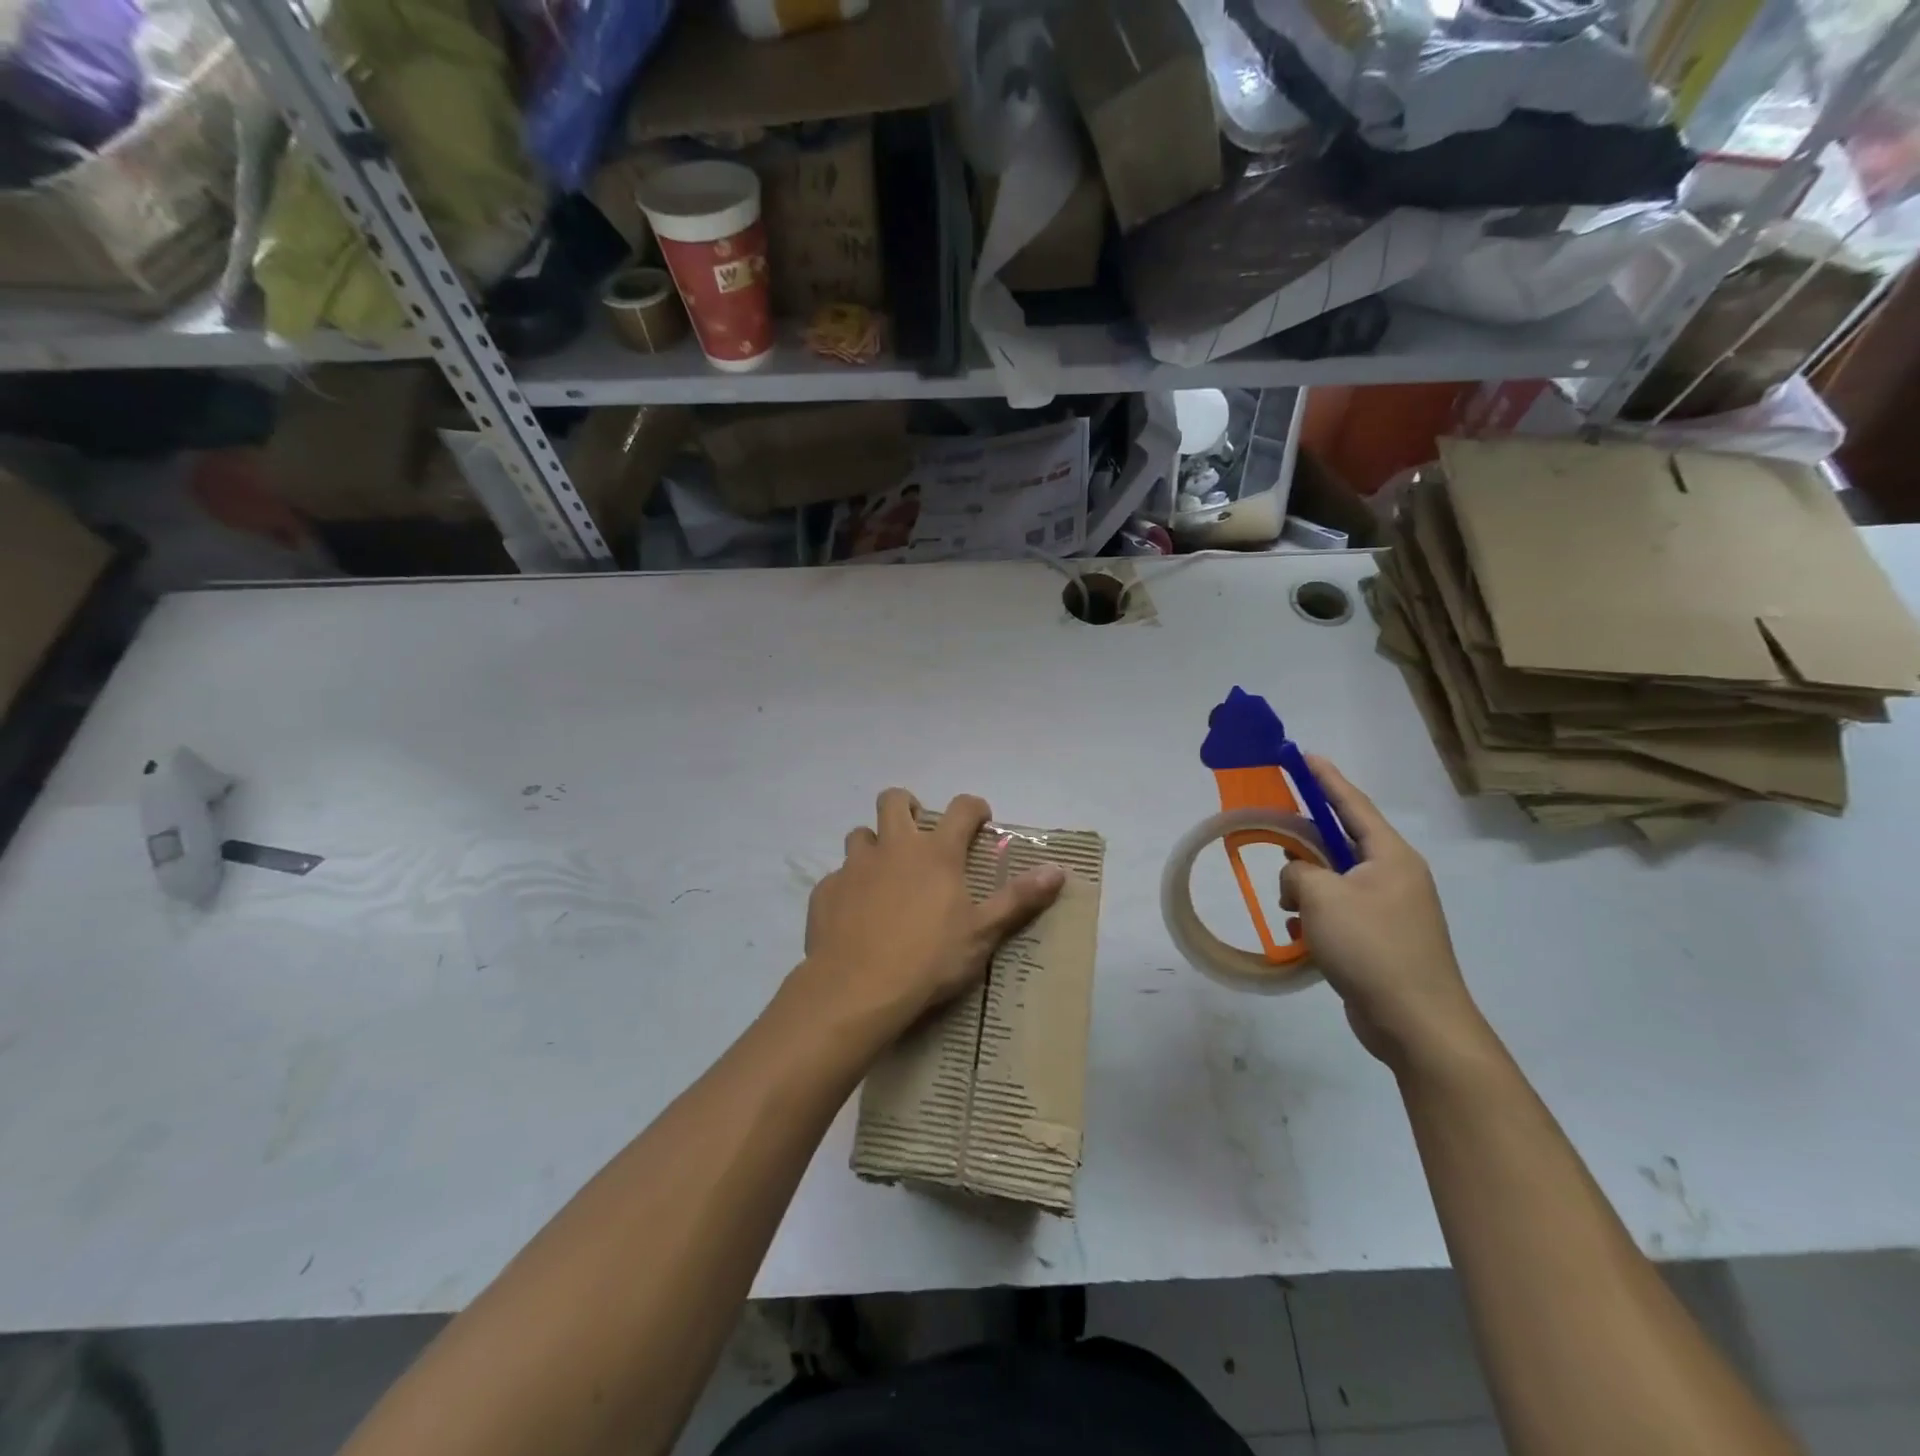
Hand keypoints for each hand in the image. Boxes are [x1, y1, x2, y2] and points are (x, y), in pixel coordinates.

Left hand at [792, 789, 1065, 1042]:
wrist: (856, 990)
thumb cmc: (928, 960)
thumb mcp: (982, 933)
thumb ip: (1018, 899)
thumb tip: (1058, 870)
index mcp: (935, 853)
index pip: (961, 809)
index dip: (974, 808)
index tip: (980, 820)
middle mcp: (893, 848)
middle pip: (894, 801)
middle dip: (907, 806)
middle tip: (918, 831)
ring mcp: (854, 867)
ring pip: (859, 835)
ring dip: (873, 845)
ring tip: (883, 874)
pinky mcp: (826, 891)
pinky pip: (837, 877)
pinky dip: (849, 886)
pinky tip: (854, 914)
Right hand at [1280, 758, 1485, 1069]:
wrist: (1416, 1023)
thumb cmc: (1372, 948)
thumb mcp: (1322, 897)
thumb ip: (1299, 871)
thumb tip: (1299, 876)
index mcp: (1390, 856)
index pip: (1353, 804)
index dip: (1326, 778)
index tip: (1303, 755)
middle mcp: (1394, 876)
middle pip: (1340, 843)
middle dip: (1304, 845)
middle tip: (1274, 836)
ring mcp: (1390, 909)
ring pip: (1335, 881)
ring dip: (1305, 888)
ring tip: (1286, 906)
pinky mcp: (1381, 939)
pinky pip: (1339, 912)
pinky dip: (1315, 917)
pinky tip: (1296, 935)